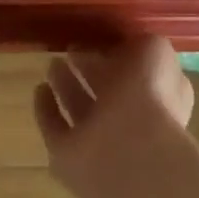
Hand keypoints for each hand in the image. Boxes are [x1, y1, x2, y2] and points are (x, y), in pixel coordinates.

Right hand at [34, 36, 194, 197]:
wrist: (130, 156)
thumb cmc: (150, 97)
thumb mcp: (156, 52)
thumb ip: (144, 44)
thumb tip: (128, 45)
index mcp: (159, 100)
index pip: (141, 75)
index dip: (122, 56)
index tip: (101, 37)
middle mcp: (131, 124)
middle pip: (107, 93)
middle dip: (89, 70)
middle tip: (70, 47)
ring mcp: (100, 144)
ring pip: (81, 110)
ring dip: (66, 87)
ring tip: (51, 63)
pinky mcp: (70, 160)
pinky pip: (55, 130)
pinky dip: (47, 110)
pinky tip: (39, 90)